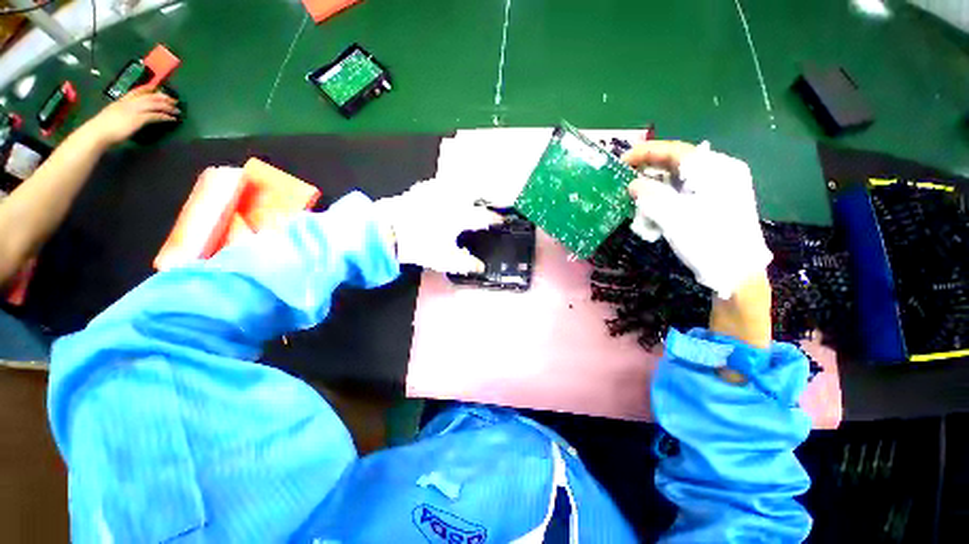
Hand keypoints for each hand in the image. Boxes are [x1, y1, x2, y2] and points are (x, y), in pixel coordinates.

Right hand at [80, 87, 178, 146]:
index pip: (135, 91)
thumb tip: (127, 117)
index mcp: (120, 102)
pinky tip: (171, 118)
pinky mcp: (138, 119)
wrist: (98, 133)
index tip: (156, 88)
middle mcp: (128, 103)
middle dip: (162, 97)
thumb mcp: (112, 116)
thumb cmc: (103, 129)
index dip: (147, 89)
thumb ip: (120, 114)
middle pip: (149, 97)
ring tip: (177, 110)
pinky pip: (155, 116)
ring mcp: (133, 110)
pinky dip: (165, 116)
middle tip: (174, 100)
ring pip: (154, 105)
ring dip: (167, 107)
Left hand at [373, 178, 502, 273]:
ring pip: (457, 185)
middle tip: (486, 204)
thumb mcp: (445, 259)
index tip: (501, 220)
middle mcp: (452, 199)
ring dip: (465, 189)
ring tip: (467, 197)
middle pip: (473, 192)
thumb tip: (480, 267)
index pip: (483, 216)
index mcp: (460, 215)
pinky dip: (444, 188)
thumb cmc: (420, 244)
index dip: (494, 218)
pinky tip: (442, 193)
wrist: (386, 230)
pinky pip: (438, 184)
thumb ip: (466, 263)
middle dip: (483, 197)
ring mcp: (435, 191)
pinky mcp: (420, 190)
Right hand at [622, 140, 771, 299]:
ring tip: (636, 196)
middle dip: (649, 170)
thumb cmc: (707, 241)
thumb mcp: (674, 217)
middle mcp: (720, 172)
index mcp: (716, 169)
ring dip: (655, 186)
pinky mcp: (715, 202)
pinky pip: (684, 192)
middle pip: (678, 162)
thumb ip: (651, 196)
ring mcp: (719, 188)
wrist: (736, 272)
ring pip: (680, 178)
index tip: (621, 161)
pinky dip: (665, 197)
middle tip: (625, 178)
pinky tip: (654, 209)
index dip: (645, 153)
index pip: (675, 150)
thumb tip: (633, 184)